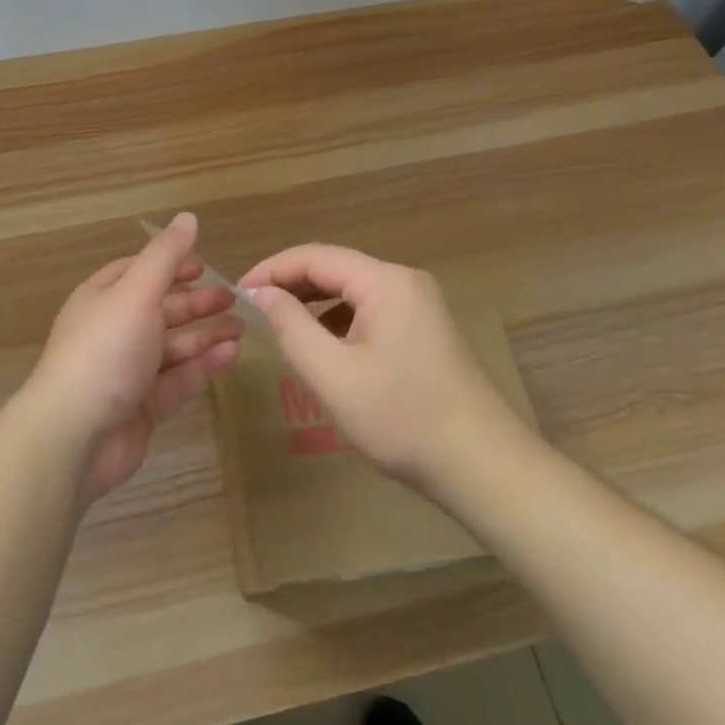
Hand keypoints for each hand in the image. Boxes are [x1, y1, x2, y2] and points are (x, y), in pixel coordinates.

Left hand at [22, 213, 242, 504]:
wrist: (74, 436)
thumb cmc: (105, 350)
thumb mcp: (137, 292)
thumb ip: (165, 256)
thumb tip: (188, 217)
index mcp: (103, 297)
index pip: (139, 272)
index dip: (170, 265)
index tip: (204, 266)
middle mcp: (114, 330)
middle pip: (160, 309)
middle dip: (196, 302)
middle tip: (234, 299)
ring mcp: (128, 370)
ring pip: (173, 346)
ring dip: (206, 335)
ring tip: (242, 329)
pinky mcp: (142, 407)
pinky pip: (178, 380)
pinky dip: (203, 366)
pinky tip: (231, 356)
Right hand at [239, 244, 527, 491]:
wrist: (485, 468)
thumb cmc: (404, 421)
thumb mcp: (335, 377)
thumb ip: (292, 328)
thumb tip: (261, 293)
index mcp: (385, 281)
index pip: (315, 256)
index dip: (272, 270)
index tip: (238, 293)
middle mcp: (404, 280)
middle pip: (335, 268)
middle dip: (292, 284)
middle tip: (253, 309)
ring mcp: (419, 303)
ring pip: (352, 289)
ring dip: (314, 302)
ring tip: (282, 326)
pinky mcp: (425, 327)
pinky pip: (370, 309)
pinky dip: (339, 319)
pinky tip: (325, 346)